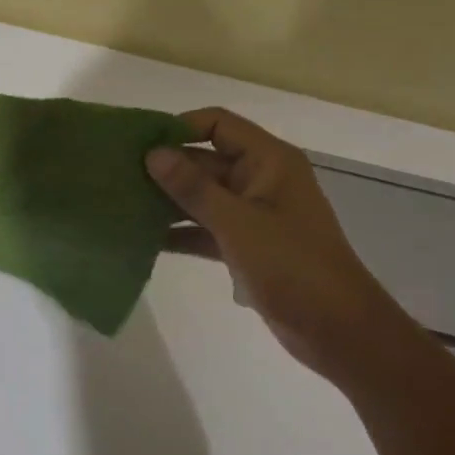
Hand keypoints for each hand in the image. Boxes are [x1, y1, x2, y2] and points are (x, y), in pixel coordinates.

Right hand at [148, 108, 421, 380]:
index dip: (178, 128)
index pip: (217, 125)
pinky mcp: (246, 245)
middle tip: (117, 177)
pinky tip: (143, 239)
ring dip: (167, 201)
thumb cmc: (292, 265)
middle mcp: (261, 179)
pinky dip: (179, 231)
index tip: (138, 145)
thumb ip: (193, 188)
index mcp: (269, 161)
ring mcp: (253, 214)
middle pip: (205, 161)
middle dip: (165, 169)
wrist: (337, 330)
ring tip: (121, 206)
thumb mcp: (237, 223)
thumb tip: (153, 154)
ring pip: (202, 196)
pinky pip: (205, 227)